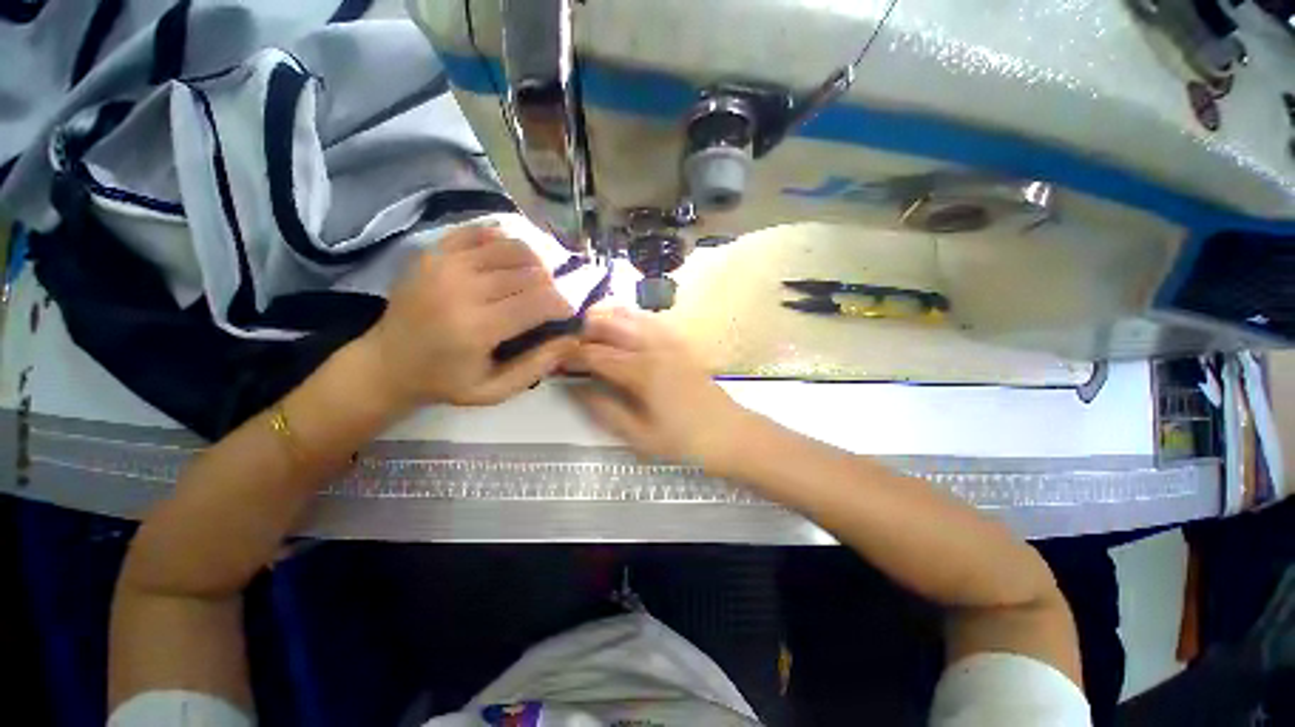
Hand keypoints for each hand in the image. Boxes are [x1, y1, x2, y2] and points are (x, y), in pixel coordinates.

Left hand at [363, 226, 575, 407]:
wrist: (386, 363)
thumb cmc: (446, 381)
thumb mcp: (496, 390)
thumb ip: (537, 366)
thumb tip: (572, 338)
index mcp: (477, 328)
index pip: (539, 302)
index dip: (563, 305)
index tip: (567, 315)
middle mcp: (462, 289)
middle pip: (530, 272)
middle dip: (551, 287)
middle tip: (549, 302)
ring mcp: (445, 264)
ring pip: (511, 247)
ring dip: (534, 263)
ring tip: (533, 281)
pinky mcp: (434, 252)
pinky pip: (481, 232)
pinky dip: (503, 242)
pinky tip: (508, 260)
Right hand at [567, 309, 747, 471]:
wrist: (730, 433)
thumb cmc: (685, 441)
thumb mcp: (640, 436)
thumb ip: (606, 410)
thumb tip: (577, 390)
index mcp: (642, 372)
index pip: (596, 355)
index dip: (571, 354)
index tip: (553, 357)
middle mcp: (654, 348)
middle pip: (611, 325)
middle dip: (584, 328)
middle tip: (566, 340)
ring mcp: (670, 342)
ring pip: (631, 317)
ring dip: (606, 318)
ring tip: (588, 328)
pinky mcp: (681, 344)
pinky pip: (651, 321)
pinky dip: (631, 318)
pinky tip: (623, 326)